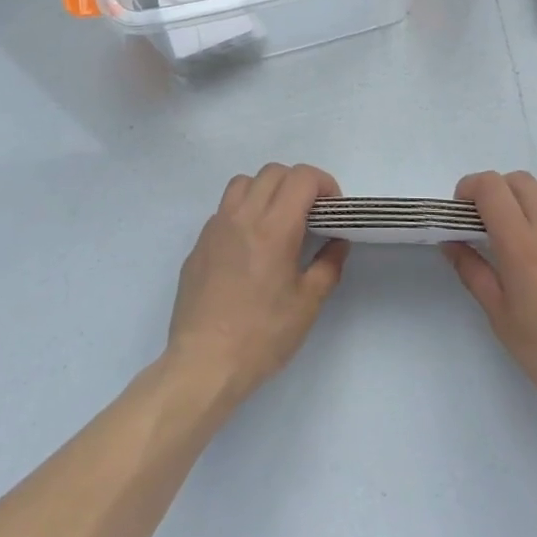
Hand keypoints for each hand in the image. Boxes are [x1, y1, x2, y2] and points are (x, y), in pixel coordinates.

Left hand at [167, 163, 348, 405]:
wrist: (203, 365)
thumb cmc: (261, 336)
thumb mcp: (307, 305)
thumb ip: (328, 266)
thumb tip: (337, 242)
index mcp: (274, 228)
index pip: (302, 177)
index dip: (324, 184)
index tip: (332, 210)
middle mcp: (243, 216)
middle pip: (274, 172)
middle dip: (298, 184)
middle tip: (310, 215)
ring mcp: (216, 227)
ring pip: (244, 182)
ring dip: (267, 190)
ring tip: (277, 221)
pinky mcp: (198, 244)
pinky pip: (224, 209)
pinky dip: (243, 211)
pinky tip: (249, 246)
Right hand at [444, 171, 536, 406]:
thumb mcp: (500, 316)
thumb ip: (473, 271)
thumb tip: (451, 242)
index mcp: (521, 242)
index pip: (490, 186)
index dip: (470, 187)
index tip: (463, 209)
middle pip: (520, 179)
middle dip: (498, 191)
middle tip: (492, 221)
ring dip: (533, 196)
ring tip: (529, 226)